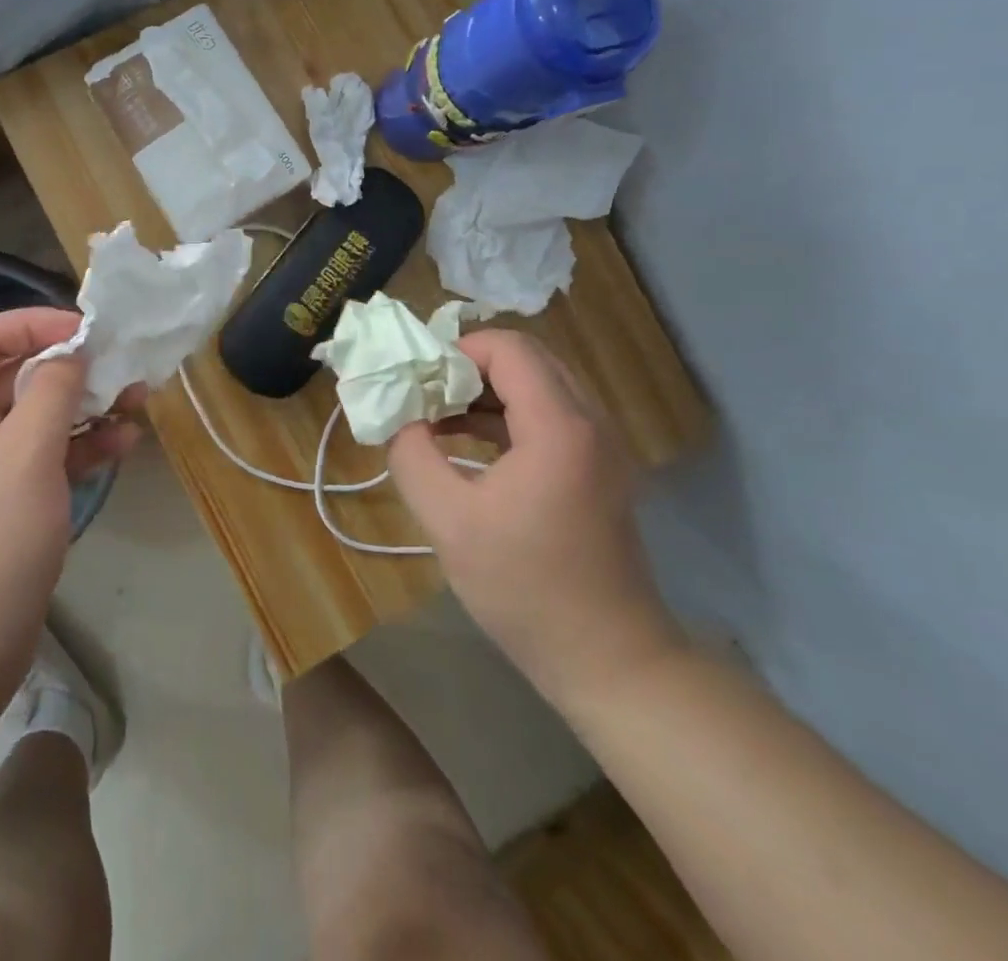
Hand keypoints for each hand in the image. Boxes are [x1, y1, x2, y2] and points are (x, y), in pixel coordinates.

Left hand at [0, 307, 140, 690]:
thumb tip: (72, 353)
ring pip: (36, 417)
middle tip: (121, 365)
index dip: (35, 323)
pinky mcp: (5, 501)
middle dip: (71, 368)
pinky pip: (44, 456)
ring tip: (136, 401)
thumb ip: (53, 390)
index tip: (88, 331)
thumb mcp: (27, 452)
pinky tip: (122, 443)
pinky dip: (80, 446)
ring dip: (84, 406)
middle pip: (15, 376)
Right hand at [388, 329, 685, 708]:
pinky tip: (465, 441)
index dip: (457, 350)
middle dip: (468, 365)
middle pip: (527, 359)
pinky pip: (548, 416)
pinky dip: (506, 415)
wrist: (609, 660)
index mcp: (559, 427)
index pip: (508, 348)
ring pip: (538, 385)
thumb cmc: (525, 588)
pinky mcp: (598, 469)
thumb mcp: (448, 521)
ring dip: (485, 390)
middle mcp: (591, 423)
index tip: (417, 379)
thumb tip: (399, 417)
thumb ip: (412, 455)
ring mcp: (601, 446)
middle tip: (423, 391)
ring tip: (435, 414)